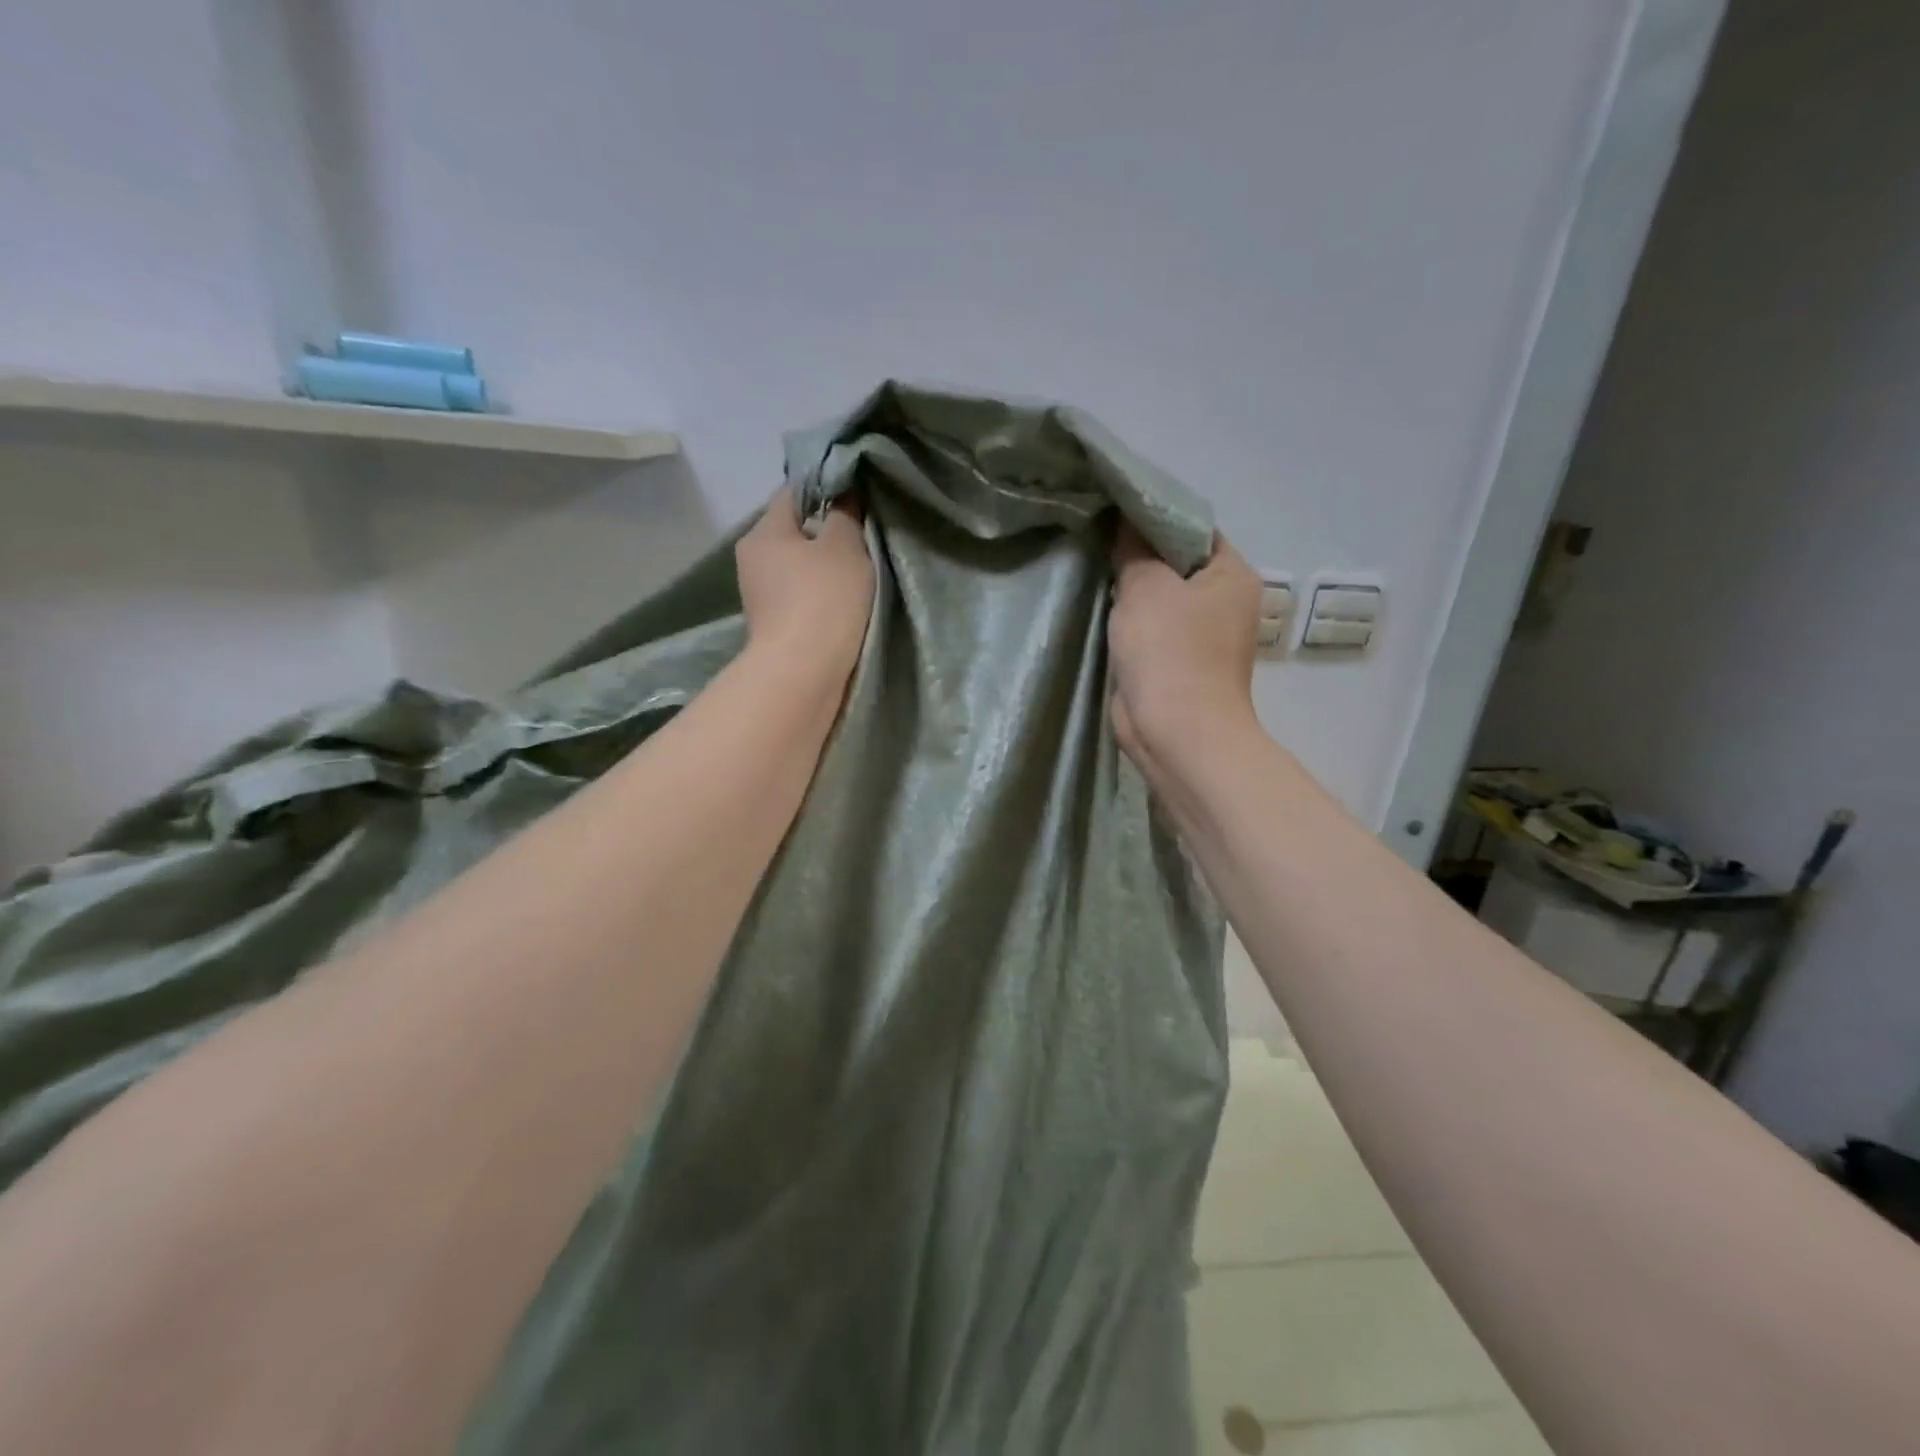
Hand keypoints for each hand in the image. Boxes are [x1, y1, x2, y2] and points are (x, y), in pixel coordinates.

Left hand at [736, 487, 874, 683]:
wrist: (804, 674)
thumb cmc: (823, 600)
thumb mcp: (844, 547)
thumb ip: (846, 515)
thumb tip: (844, 495)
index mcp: (763, 533)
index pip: (793, 493)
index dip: (826, 489)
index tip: (858, 498)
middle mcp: (753, 561)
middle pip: (795, 533)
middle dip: (827, 534)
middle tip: (865, 538)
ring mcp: (761, 598)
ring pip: (799, 568)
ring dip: (825, 570)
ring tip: (861, 574)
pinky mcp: (774, 628)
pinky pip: (802, 598)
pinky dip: (822, 597)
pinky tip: (846, 604)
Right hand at [1108, 525, 1262, 774]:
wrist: (1176, 733)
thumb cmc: (1169, 651)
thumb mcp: (1146, 587)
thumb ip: (1134, 550)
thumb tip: (1126, 523)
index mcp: (1231, 574)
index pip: (1193, 529)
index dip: (1154, 518)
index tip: (1113, 513)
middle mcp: (1224, 602)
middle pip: (1176, 564)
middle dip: (1138, 555)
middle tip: (1097, 541)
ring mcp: (1202, 636)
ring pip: (1161, 599)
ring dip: (1131, 591)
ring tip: (1093, 570)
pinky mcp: (1178, 663)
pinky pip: (1151, 630)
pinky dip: (1129, 622)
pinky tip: (1100, 610)